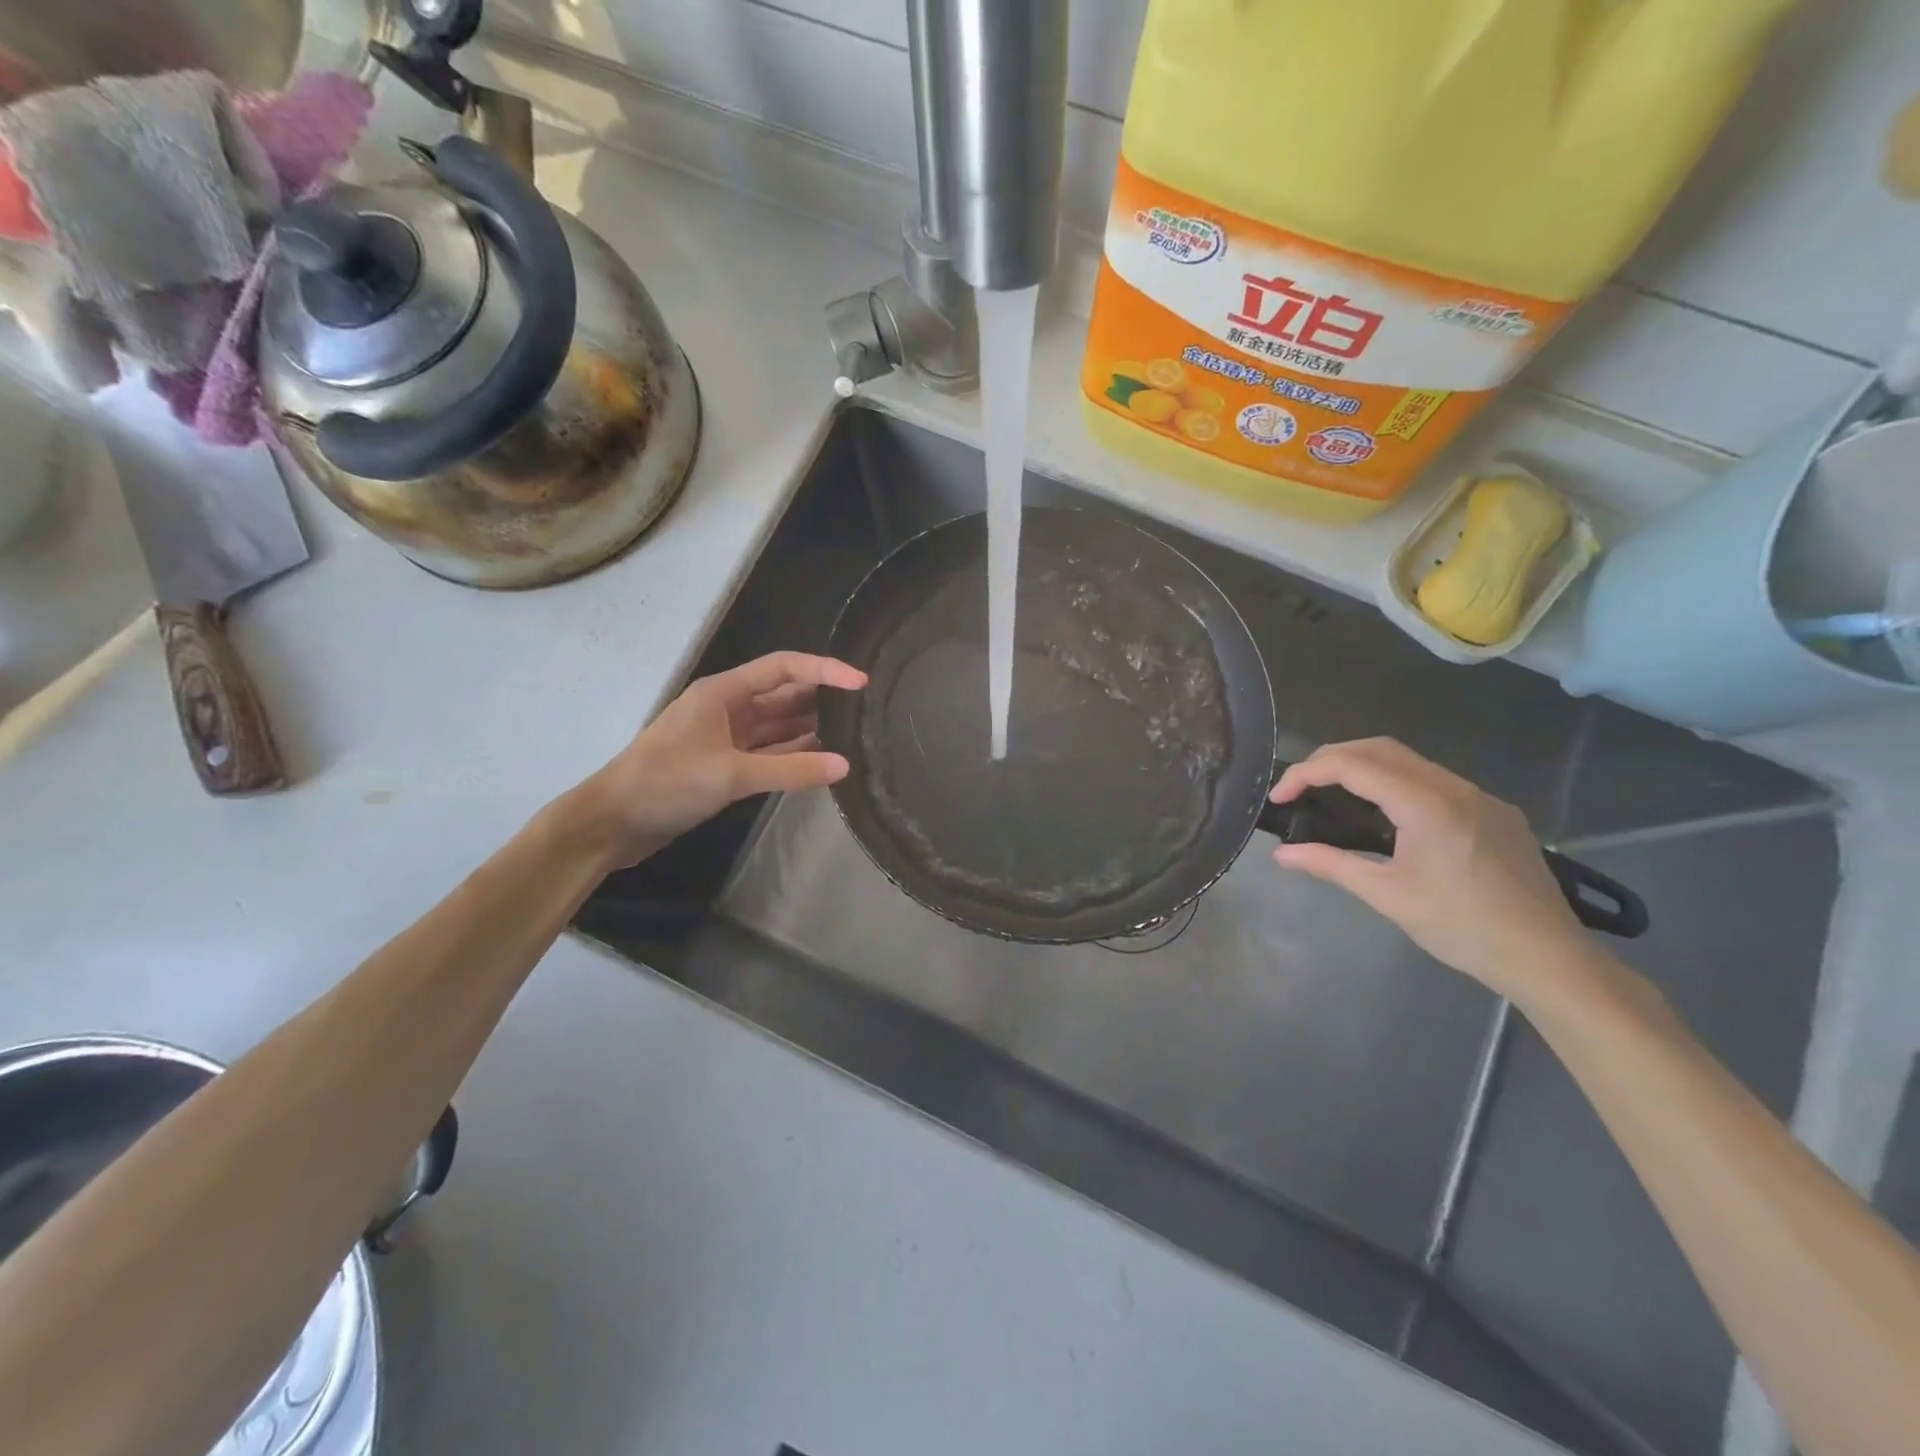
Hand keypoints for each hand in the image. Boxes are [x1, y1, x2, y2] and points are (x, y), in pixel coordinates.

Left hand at [568, 652, 866, 866]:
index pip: (784, 668)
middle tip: (866, 708)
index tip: (861, 682)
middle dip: (822, 698)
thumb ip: (791, 770)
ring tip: (855, 733)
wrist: (611, 823)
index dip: (824, 670)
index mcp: (723, 692)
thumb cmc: (665, 783)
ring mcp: (726, 739)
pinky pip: (769, 754)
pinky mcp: (725, 767)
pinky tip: (823, 761)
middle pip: (784, 695)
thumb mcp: (731, 774)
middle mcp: (728, 709)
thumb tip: (845, 766)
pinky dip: (794, 756)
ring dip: (811, 728)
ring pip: (778, 726)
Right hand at [1268, 738, 1593, 1002]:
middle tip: (1300, 788)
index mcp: (1426, 804)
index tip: (1280, 796)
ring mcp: (1479, 796)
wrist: (1548, 957)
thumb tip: (1282, 854)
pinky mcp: (1494, 811)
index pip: (1353, 765)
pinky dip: (1394, 782)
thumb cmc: (1462, 928)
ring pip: (1408, 760)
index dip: (1307, 773)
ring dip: (1363, 767)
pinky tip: (1385, 816)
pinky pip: (1433, 780)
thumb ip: (1330, 864)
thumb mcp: (1387, 896)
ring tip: (1332, 797)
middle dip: (1331, 759)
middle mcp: (1454, 787)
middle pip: (1379, 748)